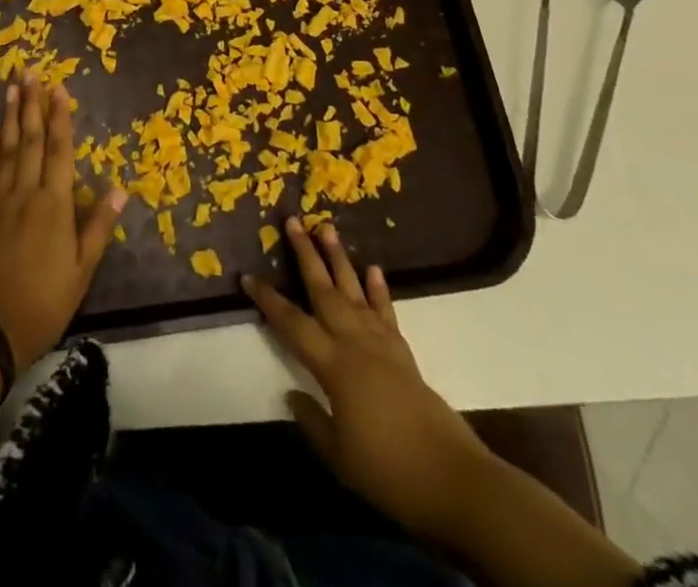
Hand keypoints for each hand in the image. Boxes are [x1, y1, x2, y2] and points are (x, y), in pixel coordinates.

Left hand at [0, 73, 125, 380]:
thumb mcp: (81, 272)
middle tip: (28, 71)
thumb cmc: (42, 303)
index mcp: (54, 205)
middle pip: (31, 140)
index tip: (58, 87)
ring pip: (8, 149)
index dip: (60, 117)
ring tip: (11, 88)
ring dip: (11, 116)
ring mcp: (0, 202)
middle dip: (31, 104)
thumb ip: (98, 227)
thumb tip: (120, 189)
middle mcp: (26, 194)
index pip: (60, 150)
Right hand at [242, 218, 490, 539]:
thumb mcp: (339, 455)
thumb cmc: (387, 470)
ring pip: (353, 290)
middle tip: (293, 220)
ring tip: (327, 227)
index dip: (268, 300)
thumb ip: (312, 420)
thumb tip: (292, 393)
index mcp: (333, 365)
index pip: (291, 324)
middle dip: (306, 254)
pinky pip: (386, 312)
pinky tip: (373, 269)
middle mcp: (354, 343)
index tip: (247, 276)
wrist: (450, 478)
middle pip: (324, 291)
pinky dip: (379, 289)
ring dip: (338, 258)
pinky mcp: (403, 352)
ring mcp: (381, 343)